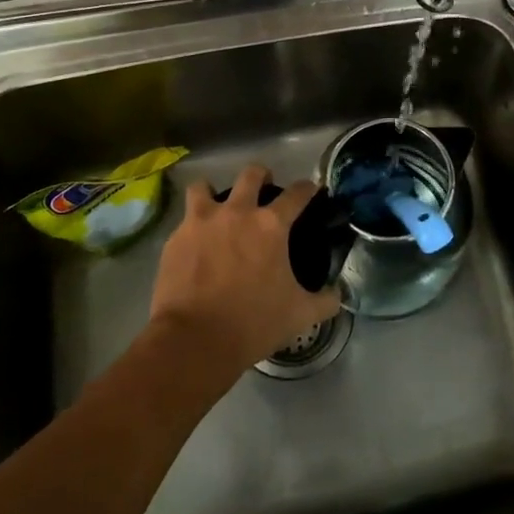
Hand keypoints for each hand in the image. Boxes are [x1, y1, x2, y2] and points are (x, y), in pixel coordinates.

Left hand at [149, 165, 340, 376]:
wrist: (195, 339)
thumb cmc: (254, 322)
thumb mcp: (300, 315)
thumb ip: (324, 301)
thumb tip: (337, 294)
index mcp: (271, 225)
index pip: (297, 194)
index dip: (308, 188)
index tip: (311, 189)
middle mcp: (237, 212)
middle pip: (251, 174)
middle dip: (261, 175)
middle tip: (264, 188)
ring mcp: (201, 222)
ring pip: (204, 187)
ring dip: (213, 192)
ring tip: (217, 206)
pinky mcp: (175, 239)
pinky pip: (185, 221)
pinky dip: (192, 227)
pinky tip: (195, 244)